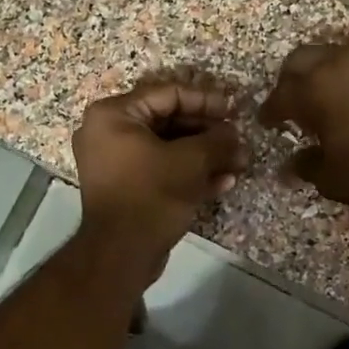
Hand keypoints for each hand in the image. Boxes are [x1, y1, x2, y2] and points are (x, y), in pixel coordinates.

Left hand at [73, 80, 247, 271]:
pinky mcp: (128, 188)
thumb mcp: (190, 162)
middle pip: (169, 121)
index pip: (168, 94)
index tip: (235, 109)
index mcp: (114, 115)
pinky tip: (224, 182)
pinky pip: (161, 170)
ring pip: (169, 149)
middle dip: (209, 133)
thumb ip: (217, 140)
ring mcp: (117, 163)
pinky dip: (190, 174)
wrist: (121, 254)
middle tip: (239, 139)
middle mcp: (109, 133)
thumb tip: (235, 133)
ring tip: (239, 162)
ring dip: (206, 155)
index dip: (206, 100)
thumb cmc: (151, 195)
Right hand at [258, 43, 348, 216]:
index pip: (280, 96)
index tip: (266, 124)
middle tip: (289, 105)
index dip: (270, 112)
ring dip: (318, 74)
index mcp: (315, 89)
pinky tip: (348, 102)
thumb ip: (306, 164)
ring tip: (319, 102)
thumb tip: (291, 163)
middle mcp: (338, 65)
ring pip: (330, 56)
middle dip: (289, 81)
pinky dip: (345, 78)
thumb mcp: (330, 177)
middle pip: (300, 60)